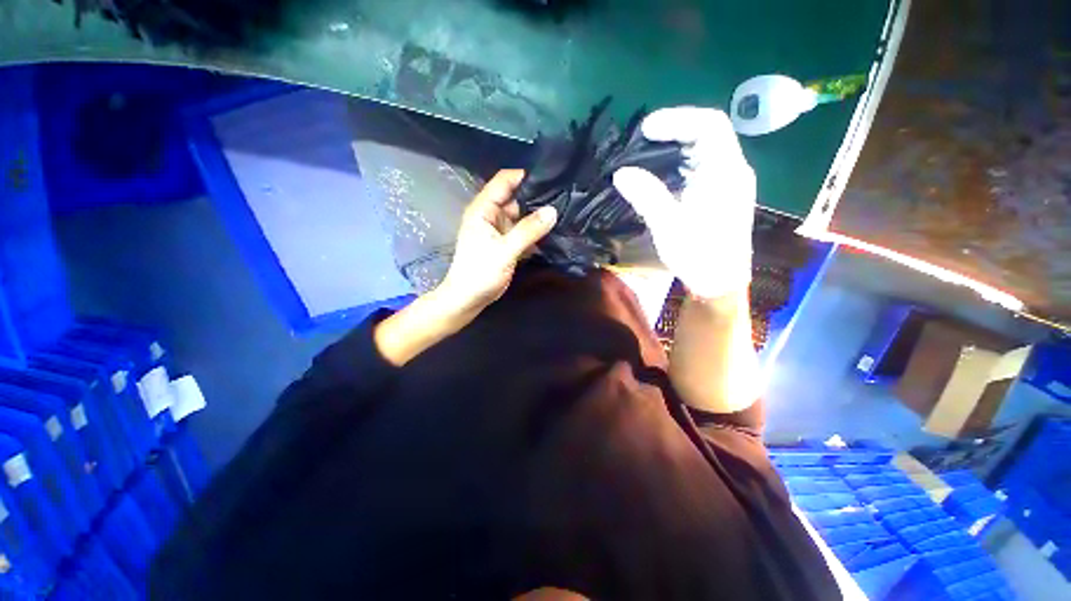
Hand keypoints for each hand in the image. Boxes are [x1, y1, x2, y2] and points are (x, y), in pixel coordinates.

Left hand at [436, 169, 557, 315]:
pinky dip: (536, 232)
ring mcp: (500, 230)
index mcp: (484, 210)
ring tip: (564, 212)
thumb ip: (528, 230)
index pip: (504, 181)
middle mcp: (492, 215)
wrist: (469, 299)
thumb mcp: (504, 250)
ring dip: (539, 217)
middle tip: (564, 198)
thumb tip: (553, 211)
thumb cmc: (479, 273)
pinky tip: (554, 232)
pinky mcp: (507, 244)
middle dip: (537, 198)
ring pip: (522, 216)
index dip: (525, 176)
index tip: (551, 177)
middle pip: (516, 198)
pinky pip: (524, 232)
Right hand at [612, 107, 755, 298]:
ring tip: (647, 153)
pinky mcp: (720, 195)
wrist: (719, 283)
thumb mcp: (668, 226)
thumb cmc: (698, 256)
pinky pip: (701, 167)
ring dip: (676, 147)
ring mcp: (728, 183)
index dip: (677, 119)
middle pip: (708, 134)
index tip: (646, 129)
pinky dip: (680, 163)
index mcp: (725, 173)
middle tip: (642, 140)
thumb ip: (646, 195)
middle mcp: (732, 171)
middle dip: (675, 131)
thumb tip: (621, 173)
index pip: (709, 126)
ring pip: (704, 150)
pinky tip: (661, 173)